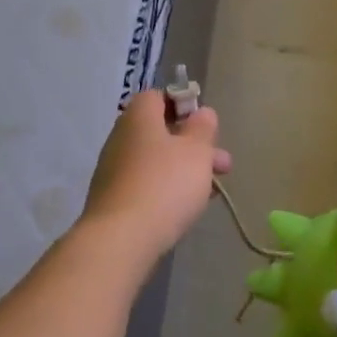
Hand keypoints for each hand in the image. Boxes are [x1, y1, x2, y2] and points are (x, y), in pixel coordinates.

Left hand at [82, 90, 231, 260]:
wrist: (121, 239)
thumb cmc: (165, 184)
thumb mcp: (196, 151)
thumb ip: (203, 128)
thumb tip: (202, 112)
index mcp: (138, 118)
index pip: (158, 97)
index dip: (183, 105)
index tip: (205, 124)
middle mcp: (121, 138)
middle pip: (161, 132)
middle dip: (194, 146)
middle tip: (222, 164)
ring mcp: (114, 170)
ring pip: (157, 161)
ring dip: (185, 170)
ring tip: (212, 191)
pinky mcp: (114, 200)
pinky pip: (146, 185)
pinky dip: (167, 190)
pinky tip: (187, 208)